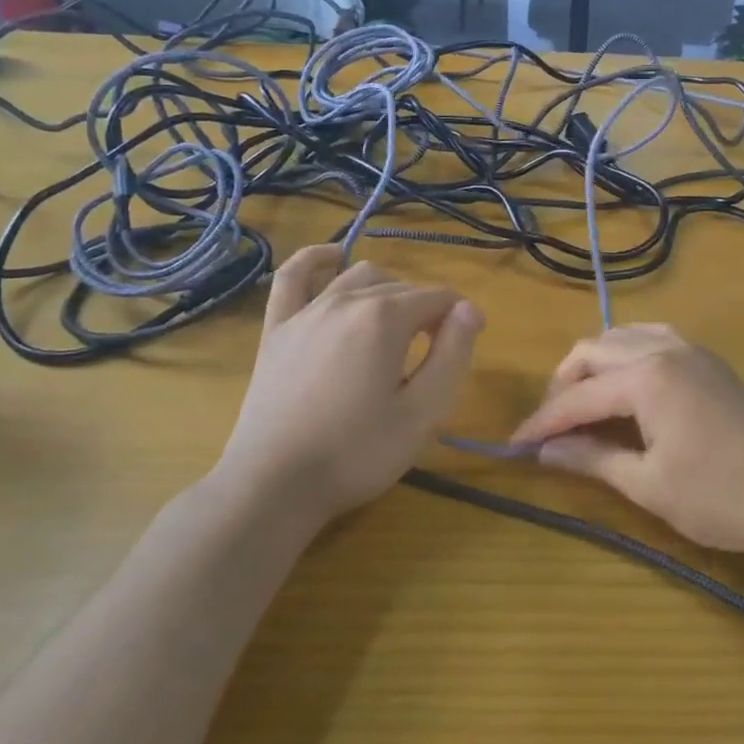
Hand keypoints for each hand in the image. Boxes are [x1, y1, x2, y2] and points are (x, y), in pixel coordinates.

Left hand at [215, 246, 483, 525]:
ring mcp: (307, 311)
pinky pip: (293, 277)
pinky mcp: (276, 329)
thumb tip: (468, 310)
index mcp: (385, 318)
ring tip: (395, 326)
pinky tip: (332, 259)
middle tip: (433, 354)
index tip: (465, 347)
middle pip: (402, 287)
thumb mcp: (423, 412)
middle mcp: (347, 300)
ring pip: (358, 276)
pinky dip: (316, 260)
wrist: (274, 484)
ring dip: (387, 291)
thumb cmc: (358, 453)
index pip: (438, 298)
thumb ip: (453, 354)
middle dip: (426, 310)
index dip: (460, 318)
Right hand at [509, 324, 743, 559]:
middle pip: (594, 351)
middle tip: (551, 426)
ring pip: (623, 336)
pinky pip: (654, 337)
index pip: (579, 395)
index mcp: (647, 377)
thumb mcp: (649, 485)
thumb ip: (594, 459)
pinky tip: (626, 381)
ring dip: (595, 363)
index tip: (516, 443)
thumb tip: (546, 450)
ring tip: (583, 402)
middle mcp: (664, 349)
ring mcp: (690, 349)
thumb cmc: (720, 497)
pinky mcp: (708, 359)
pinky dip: (628, 352)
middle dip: (564, 385)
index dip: (544, 420)